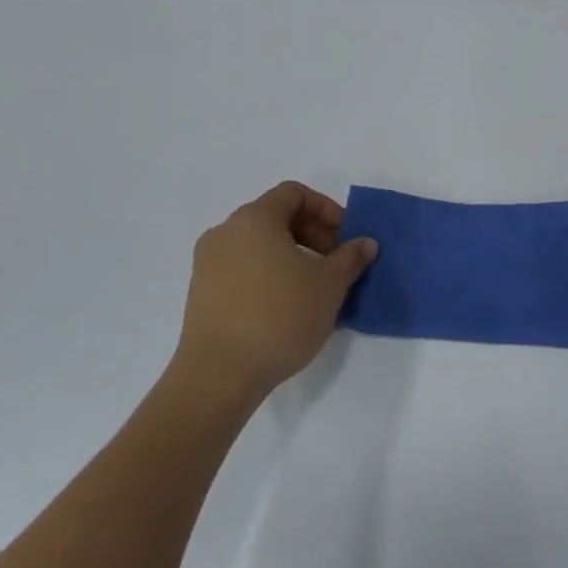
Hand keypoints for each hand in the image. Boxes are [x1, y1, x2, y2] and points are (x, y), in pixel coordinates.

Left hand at [169, 183, 376, 414]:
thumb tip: (365, 243)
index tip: (346, 237)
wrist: (220, 374)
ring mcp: (208, 264)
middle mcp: (226, 233)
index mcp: (254, 219)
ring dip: (294, 256)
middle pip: (276, 217)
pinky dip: (271, 274)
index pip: (294, 194)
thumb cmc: (281, 315)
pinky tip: (289, 306)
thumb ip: (351, 257)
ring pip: (260, 245)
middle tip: (337, 263)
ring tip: (317, 287)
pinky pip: (244, 268)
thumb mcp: (330, 284)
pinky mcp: (202, 293)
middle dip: (313, 233)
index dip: (327, 209)